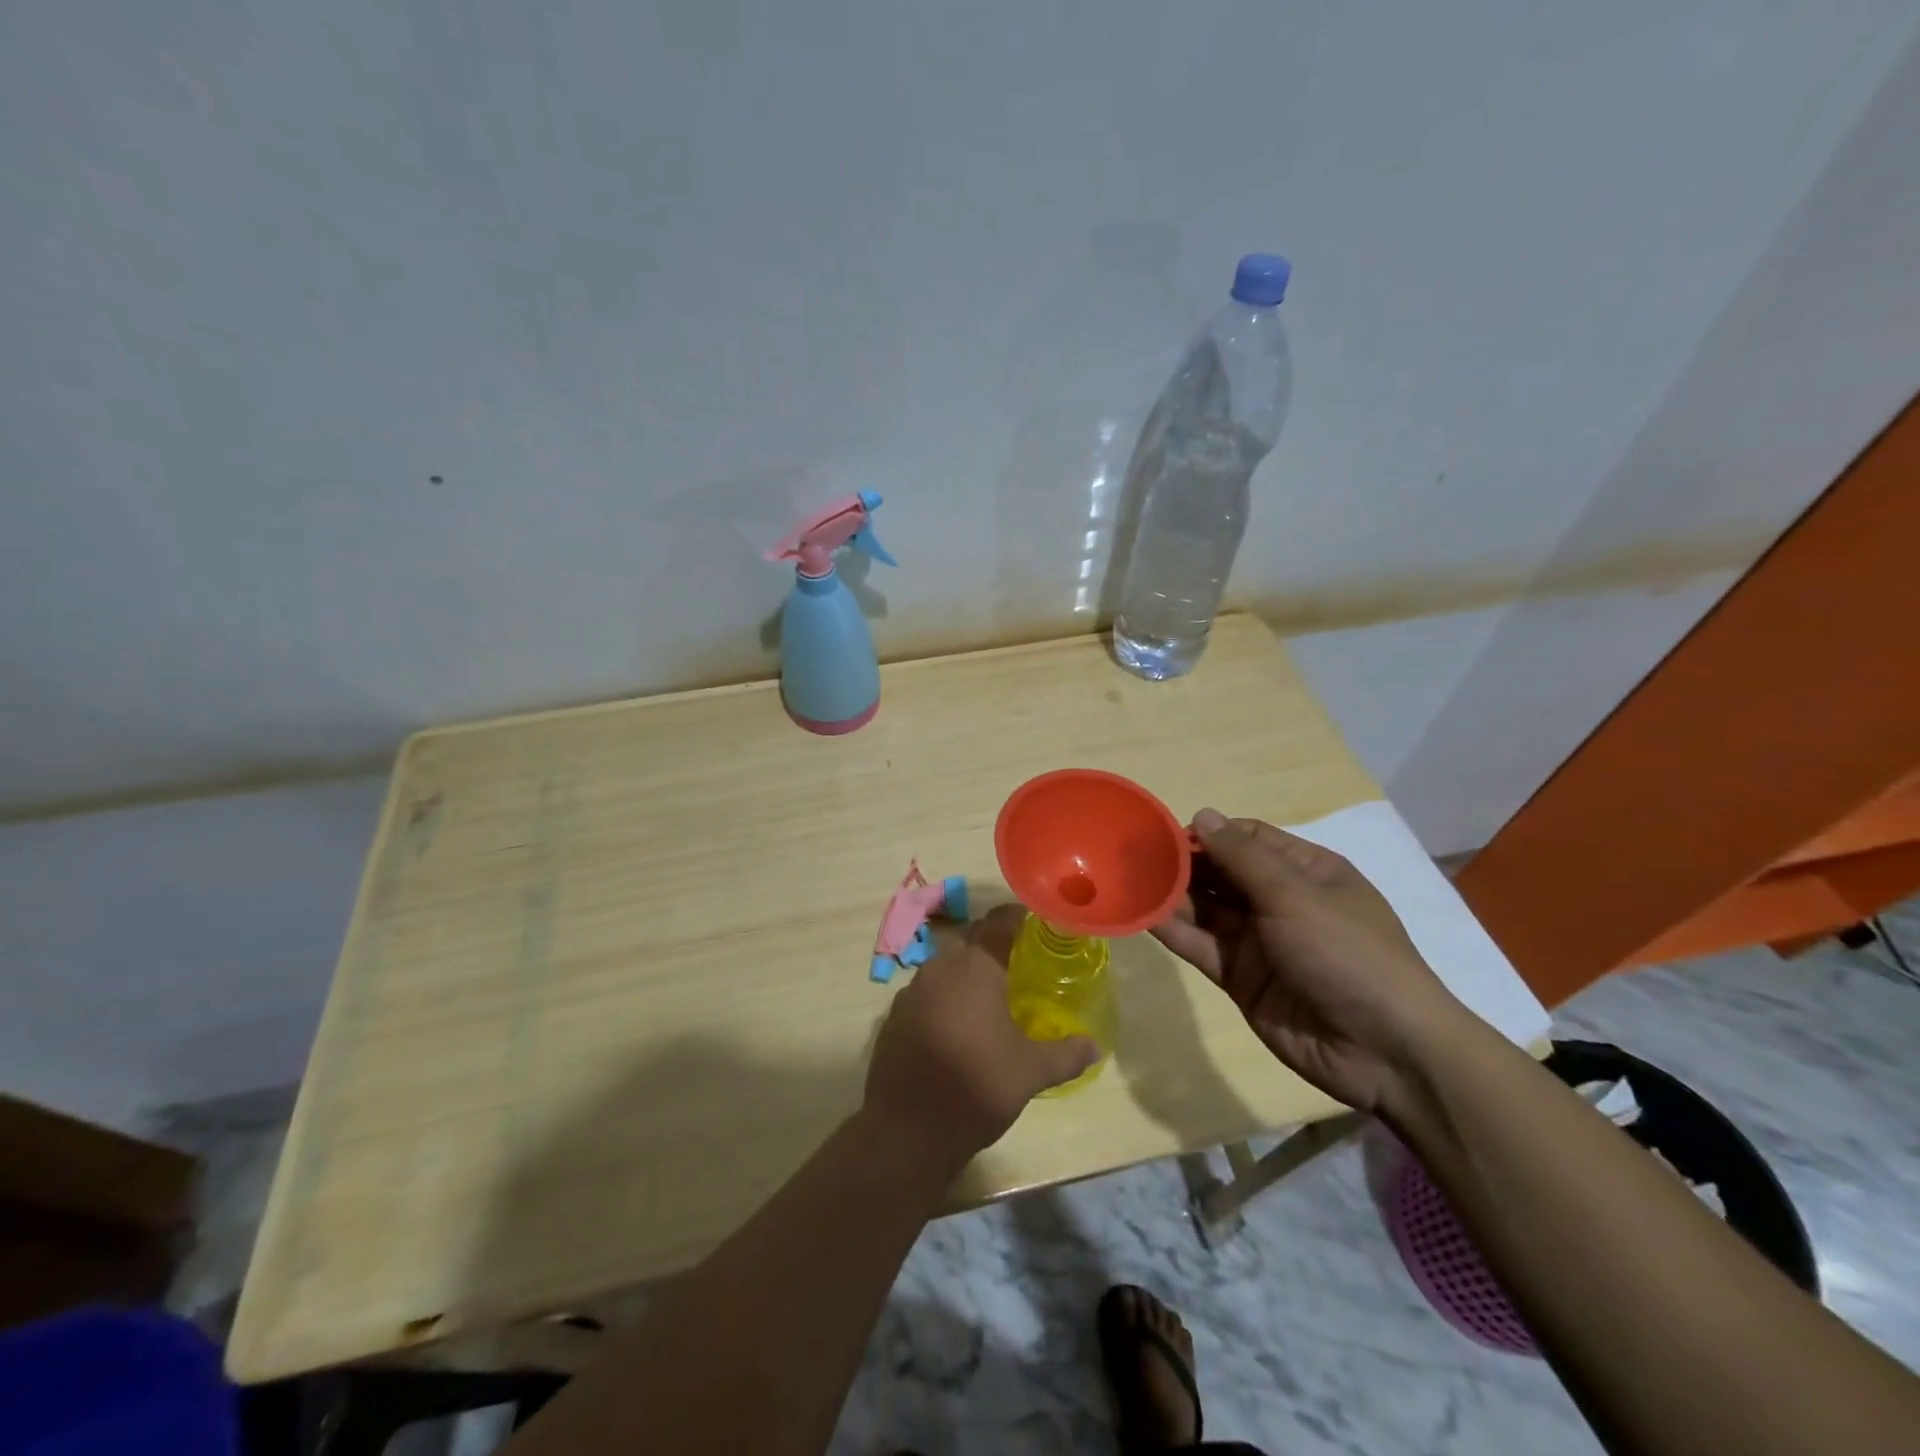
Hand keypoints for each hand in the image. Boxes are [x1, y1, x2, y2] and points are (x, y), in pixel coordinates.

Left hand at [864, 904, 1099, 1162]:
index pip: (998, 921)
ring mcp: (912, 990)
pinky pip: (924, 988)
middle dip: (991, 939)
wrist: (907, 1129)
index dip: (1017, 916)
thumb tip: (1096, 1046)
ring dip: (965, 965)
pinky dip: (943, 991)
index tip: (1036, 923)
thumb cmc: (977, 1088)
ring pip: (943, 961)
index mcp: (975, 968)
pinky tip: (955, 1018)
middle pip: (969, 936)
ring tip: (988, 987)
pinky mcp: (894, 1014)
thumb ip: (1067, 1054)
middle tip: (1017, 957)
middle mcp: (940, 967)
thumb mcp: (1031, 1073)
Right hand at [1151, 808, 1469, 1111]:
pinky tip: (1144, 916)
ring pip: (1206, 910)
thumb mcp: (1295, 895)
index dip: (1208, 835)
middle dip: (1182, 865)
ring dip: (1172, 897)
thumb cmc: (1346, 953)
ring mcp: (1259, 942)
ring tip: (1129, 883)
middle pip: (1221, 873)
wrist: (1385, 1051)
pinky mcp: (1241, 978)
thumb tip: (1202, 815)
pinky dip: (1174, 932)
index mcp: (1305, 872)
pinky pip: (1202, 946)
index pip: (1247, 839)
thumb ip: (1242, 857)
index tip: (1166, 837)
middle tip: (1134, 859)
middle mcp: (1279, 901)